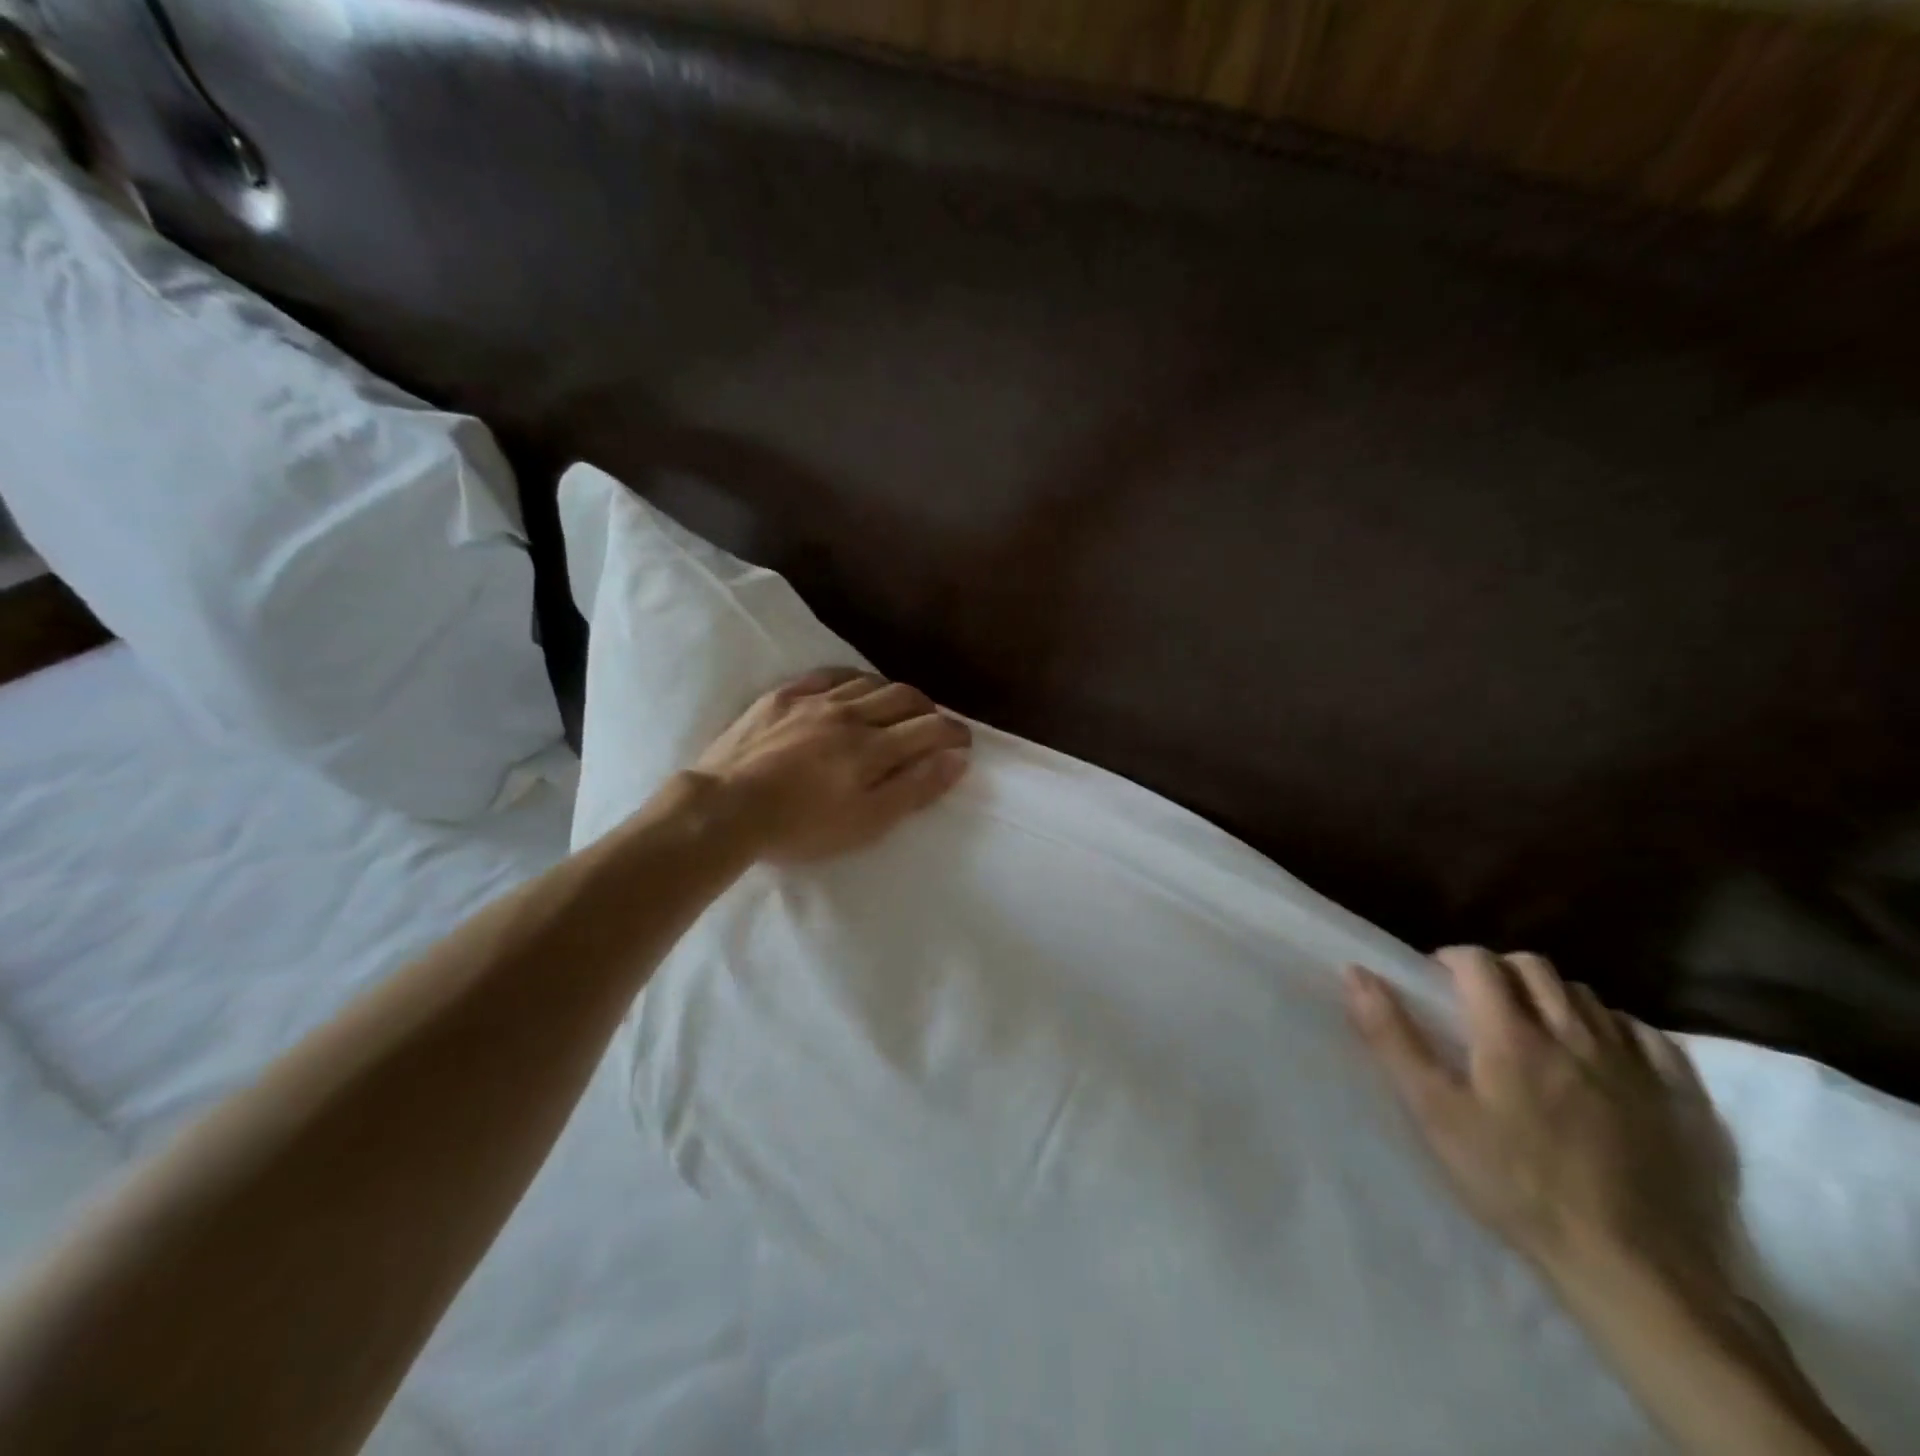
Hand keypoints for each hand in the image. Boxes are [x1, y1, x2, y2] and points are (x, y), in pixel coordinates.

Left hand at [693, 667, 971, 862]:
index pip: (929, 728)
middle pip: (903, 696)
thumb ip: (914, 788)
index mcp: (873, 748)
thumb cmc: (801, 827)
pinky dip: (851, 679)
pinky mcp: (782, 696)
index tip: (963, 742)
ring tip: (895, 708)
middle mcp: (850, 714)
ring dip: (892, 693)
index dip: (954, 732)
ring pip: (867, 682)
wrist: (725, 809)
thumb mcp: (866, 822)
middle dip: (928, 708)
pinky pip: (827, 675)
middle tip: (933, 725)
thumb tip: (956, 758)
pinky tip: (852, 688)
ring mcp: (814, 700)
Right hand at [1345, 948, 1735, 1288]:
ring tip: (1537, 1032)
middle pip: (1534, 968)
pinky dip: (1615, 1030)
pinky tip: (1602, 1057)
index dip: (1452, 960)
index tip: (1437, 983)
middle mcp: (1574, 1032)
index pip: (1478, 962)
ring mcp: (1635, 1063)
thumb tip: (1356, 973)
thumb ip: (1392, 1037)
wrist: (1636, 1270)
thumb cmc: (1516, 1185)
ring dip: (1554, 998)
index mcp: (1512, 1033)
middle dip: (1501, 972)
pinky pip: (1646, 1035)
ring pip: (1587, 997)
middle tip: (1482, 1004)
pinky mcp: (1682, 1098)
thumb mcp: (1435, 1113)